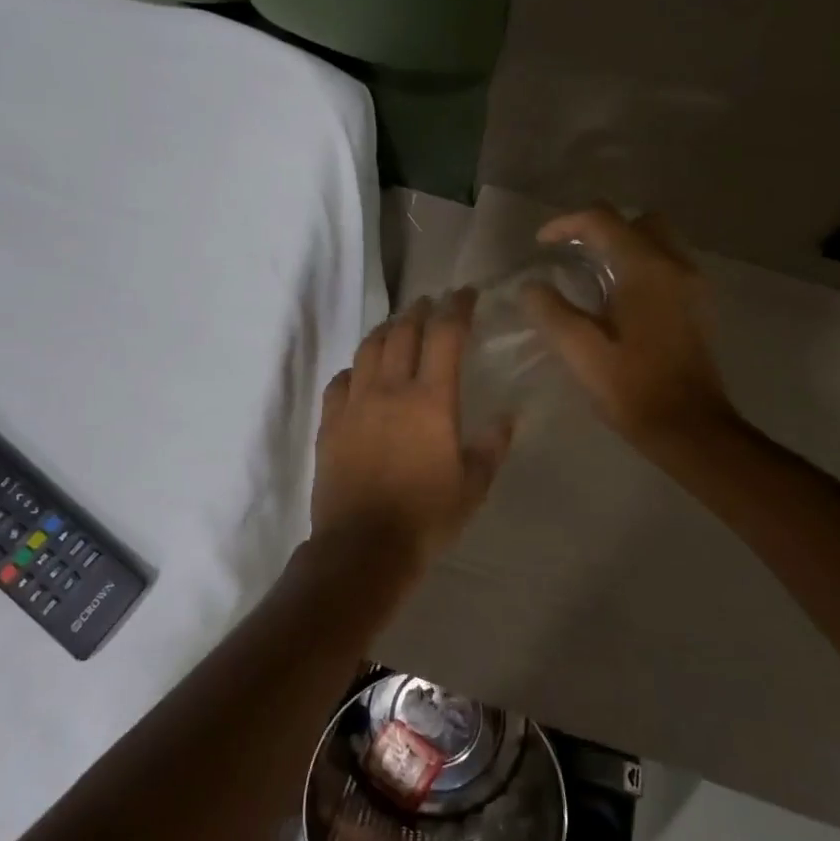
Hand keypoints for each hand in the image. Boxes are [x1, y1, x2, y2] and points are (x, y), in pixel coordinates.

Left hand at [306, 291, 512, 573]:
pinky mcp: (330, 423)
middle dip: (420, 310)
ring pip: (368, 349)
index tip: (466, 293)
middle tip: (432, 303)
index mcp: (431, 400)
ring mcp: (355, 403)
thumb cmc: (426, 517)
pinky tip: (360, 372)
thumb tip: (509, 416)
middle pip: (403, 332)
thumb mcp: (473, 486)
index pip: (445, 336)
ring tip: (398, 325)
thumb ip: (491, 446)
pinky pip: (340, 381)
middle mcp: (390, 389)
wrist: (363, 547)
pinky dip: (355, 368)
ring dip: (387, 330)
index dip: (457, 308)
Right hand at [523, 206, 735, 452]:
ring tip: (591, 275)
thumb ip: (551, 311)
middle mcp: (676, 265)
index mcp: (646, 269)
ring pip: (658, 241)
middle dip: (603, 228)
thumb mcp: (580, 351)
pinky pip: (668, 265)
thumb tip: (531, 287)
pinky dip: (641, 265)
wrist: (689, 428)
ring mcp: (693, 285)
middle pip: (639, 221)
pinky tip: (618, 299)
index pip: (604, 220)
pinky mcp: (699, 305)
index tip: (541, 243)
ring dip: (624, 246)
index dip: (567, 224)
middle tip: (573, 253)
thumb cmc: (632, 388)